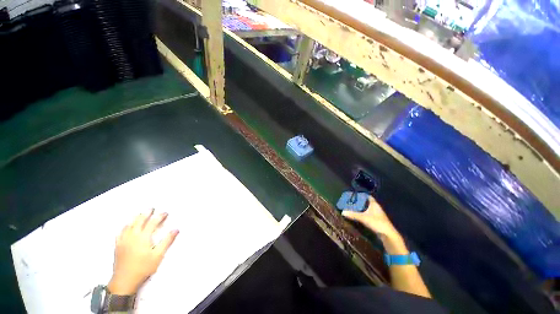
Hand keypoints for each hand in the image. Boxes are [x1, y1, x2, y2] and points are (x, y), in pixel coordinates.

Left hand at [108, 209, 178, 294]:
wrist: (124, 281)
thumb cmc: (143, 268)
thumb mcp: (158, 255)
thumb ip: (167, 241)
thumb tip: (176, 230)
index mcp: (143, 237)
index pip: (152, 222)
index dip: (159, 216)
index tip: (165, 213)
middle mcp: (132, 236)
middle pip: (139, 221)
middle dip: (146, 213)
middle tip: (152, 208)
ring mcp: (123, 240)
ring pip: (129, 225)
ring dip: (136, 218)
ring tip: (140, 214)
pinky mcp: (118, 245)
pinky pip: (121, 232)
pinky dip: (125, 226)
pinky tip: (126, 226)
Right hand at [342, 197, 407, 253]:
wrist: (388, 235)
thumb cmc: (376, 223)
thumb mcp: (363, 218)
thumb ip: (353, 215)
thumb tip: (343, 212)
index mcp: (374, 204)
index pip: (368, 197)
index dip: (362, 195)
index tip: (355, 195)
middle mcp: (376, 208)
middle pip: (367, 203)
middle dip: (360, 202)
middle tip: (351, 202)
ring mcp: (377, 215)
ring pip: (368, 209)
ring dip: (362, 209)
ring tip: (353, 208)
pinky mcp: (377, 221)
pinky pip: (369, 215)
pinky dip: (364, 214)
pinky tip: (358, 216)